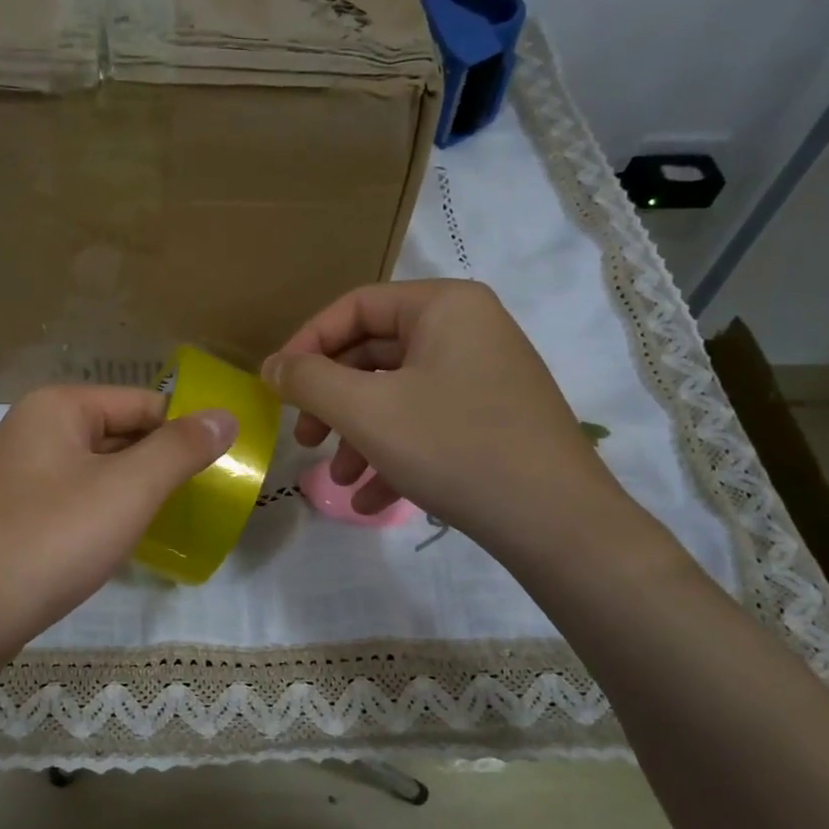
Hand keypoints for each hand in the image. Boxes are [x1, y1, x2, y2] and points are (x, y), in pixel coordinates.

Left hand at [0, 386, 236, 655]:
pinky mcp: (9, 514)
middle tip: (201, 501)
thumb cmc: (51, 541)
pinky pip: (71, 499)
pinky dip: (101, 514)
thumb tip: (225, 415)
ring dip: (132, 493)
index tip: (222, 469)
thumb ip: (180, 449)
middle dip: (159, 465)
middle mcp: (31, 429)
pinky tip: (118, 543)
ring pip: (95, 470)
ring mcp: (15, 473)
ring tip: (168, 524)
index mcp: (57, 407)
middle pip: (118, 433)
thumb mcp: (128, 490)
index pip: (143, 403)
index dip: (185, 432)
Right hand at [261, 280, 637, 562]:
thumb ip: (309, 381)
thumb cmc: (454, 448)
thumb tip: (272, 366)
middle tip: (304, 438)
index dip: (306, 344)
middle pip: (373, 354)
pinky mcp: (491, 419)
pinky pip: (426, 424)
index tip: (276, 388)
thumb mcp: (367, 411)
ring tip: (339, 479)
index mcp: (443, 307)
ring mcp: (483, 376)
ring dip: (358, 436)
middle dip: (332, 401)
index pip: (354, 307)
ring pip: (396, 395)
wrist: (556, 522)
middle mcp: (467, 330)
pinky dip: (393, 455)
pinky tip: (372, 500)